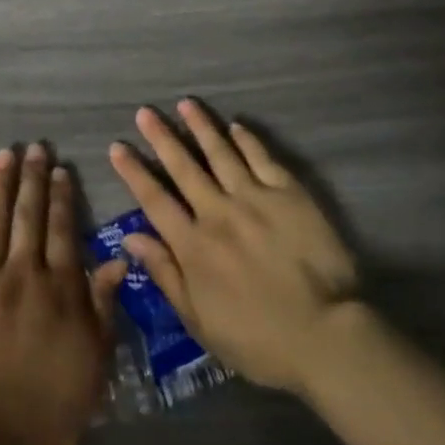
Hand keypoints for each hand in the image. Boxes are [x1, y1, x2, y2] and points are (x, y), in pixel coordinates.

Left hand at [0, 144, 128, 444]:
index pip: (63, 231)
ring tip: (5, 156)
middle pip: (28, 216)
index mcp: (60, 290)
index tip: (60, 170)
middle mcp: (24, 274)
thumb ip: (102, 307)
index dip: (62, 197)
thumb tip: (116, 259)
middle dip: (32, 178)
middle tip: (34, 148)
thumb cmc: (49, 412)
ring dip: (0, 185)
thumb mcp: (93, 363)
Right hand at [107, 99, 361, 396]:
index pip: (154, 200)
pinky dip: (247, 140)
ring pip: (221, 153)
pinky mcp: (289, 195)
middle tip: (144, 112)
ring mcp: (255, 199)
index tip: (118, 147)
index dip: (134, 172)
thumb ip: (165, 274)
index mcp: (193, 246)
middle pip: (184, 167)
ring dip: (201, 127)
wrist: (326, 337)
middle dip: (161, 137)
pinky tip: (235, 126)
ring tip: (185, 104)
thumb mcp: (199, 321)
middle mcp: (218, 213)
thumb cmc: (258, 340)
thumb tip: (131, 237)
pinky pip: (263, 159)